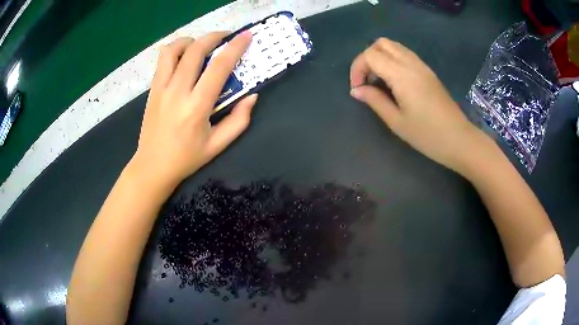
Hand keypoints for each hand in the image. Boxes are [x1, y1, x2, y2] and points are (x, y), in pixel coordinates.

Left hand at [131, 31, 256, 186]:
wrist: (152, 166)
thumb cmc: (186, 158)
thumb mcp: (218, 145)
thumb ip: (239, 120)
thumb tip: (252, 96)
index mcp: (197, 106)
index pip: (219, 67)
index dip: (235, 48)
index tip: (246, 35)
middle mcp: (177, 92)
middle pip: (195, 50)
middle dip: (214, 36)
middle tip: (225, 36)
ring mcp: (161, 88)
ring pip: (173, 50)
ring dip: (191, 41)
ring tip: (201, 45)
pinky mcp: (152, 89)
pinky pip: (162, 60)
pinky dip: (175, 50)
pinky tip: (183, 56)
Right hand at [350, 38, 487, 174]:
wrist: (458, 139)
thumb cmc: (427, 135)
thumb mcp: (397, 121)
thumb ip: (375, 101)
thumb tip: (356, 90)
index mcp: (401, 75)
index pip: (370, 55)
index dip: (357, 68)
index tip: (358, 89)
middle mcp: (411, 63)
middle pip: (381, 44)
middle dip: (367, 58)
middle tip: (367, 80)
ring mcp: (421, 65)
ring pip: (394, 46)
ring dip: (380, 57)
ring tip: (379, 80)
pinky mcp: (428, 71)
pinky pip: (405, 54)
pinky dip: (392, 60)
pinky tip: (394, 81)